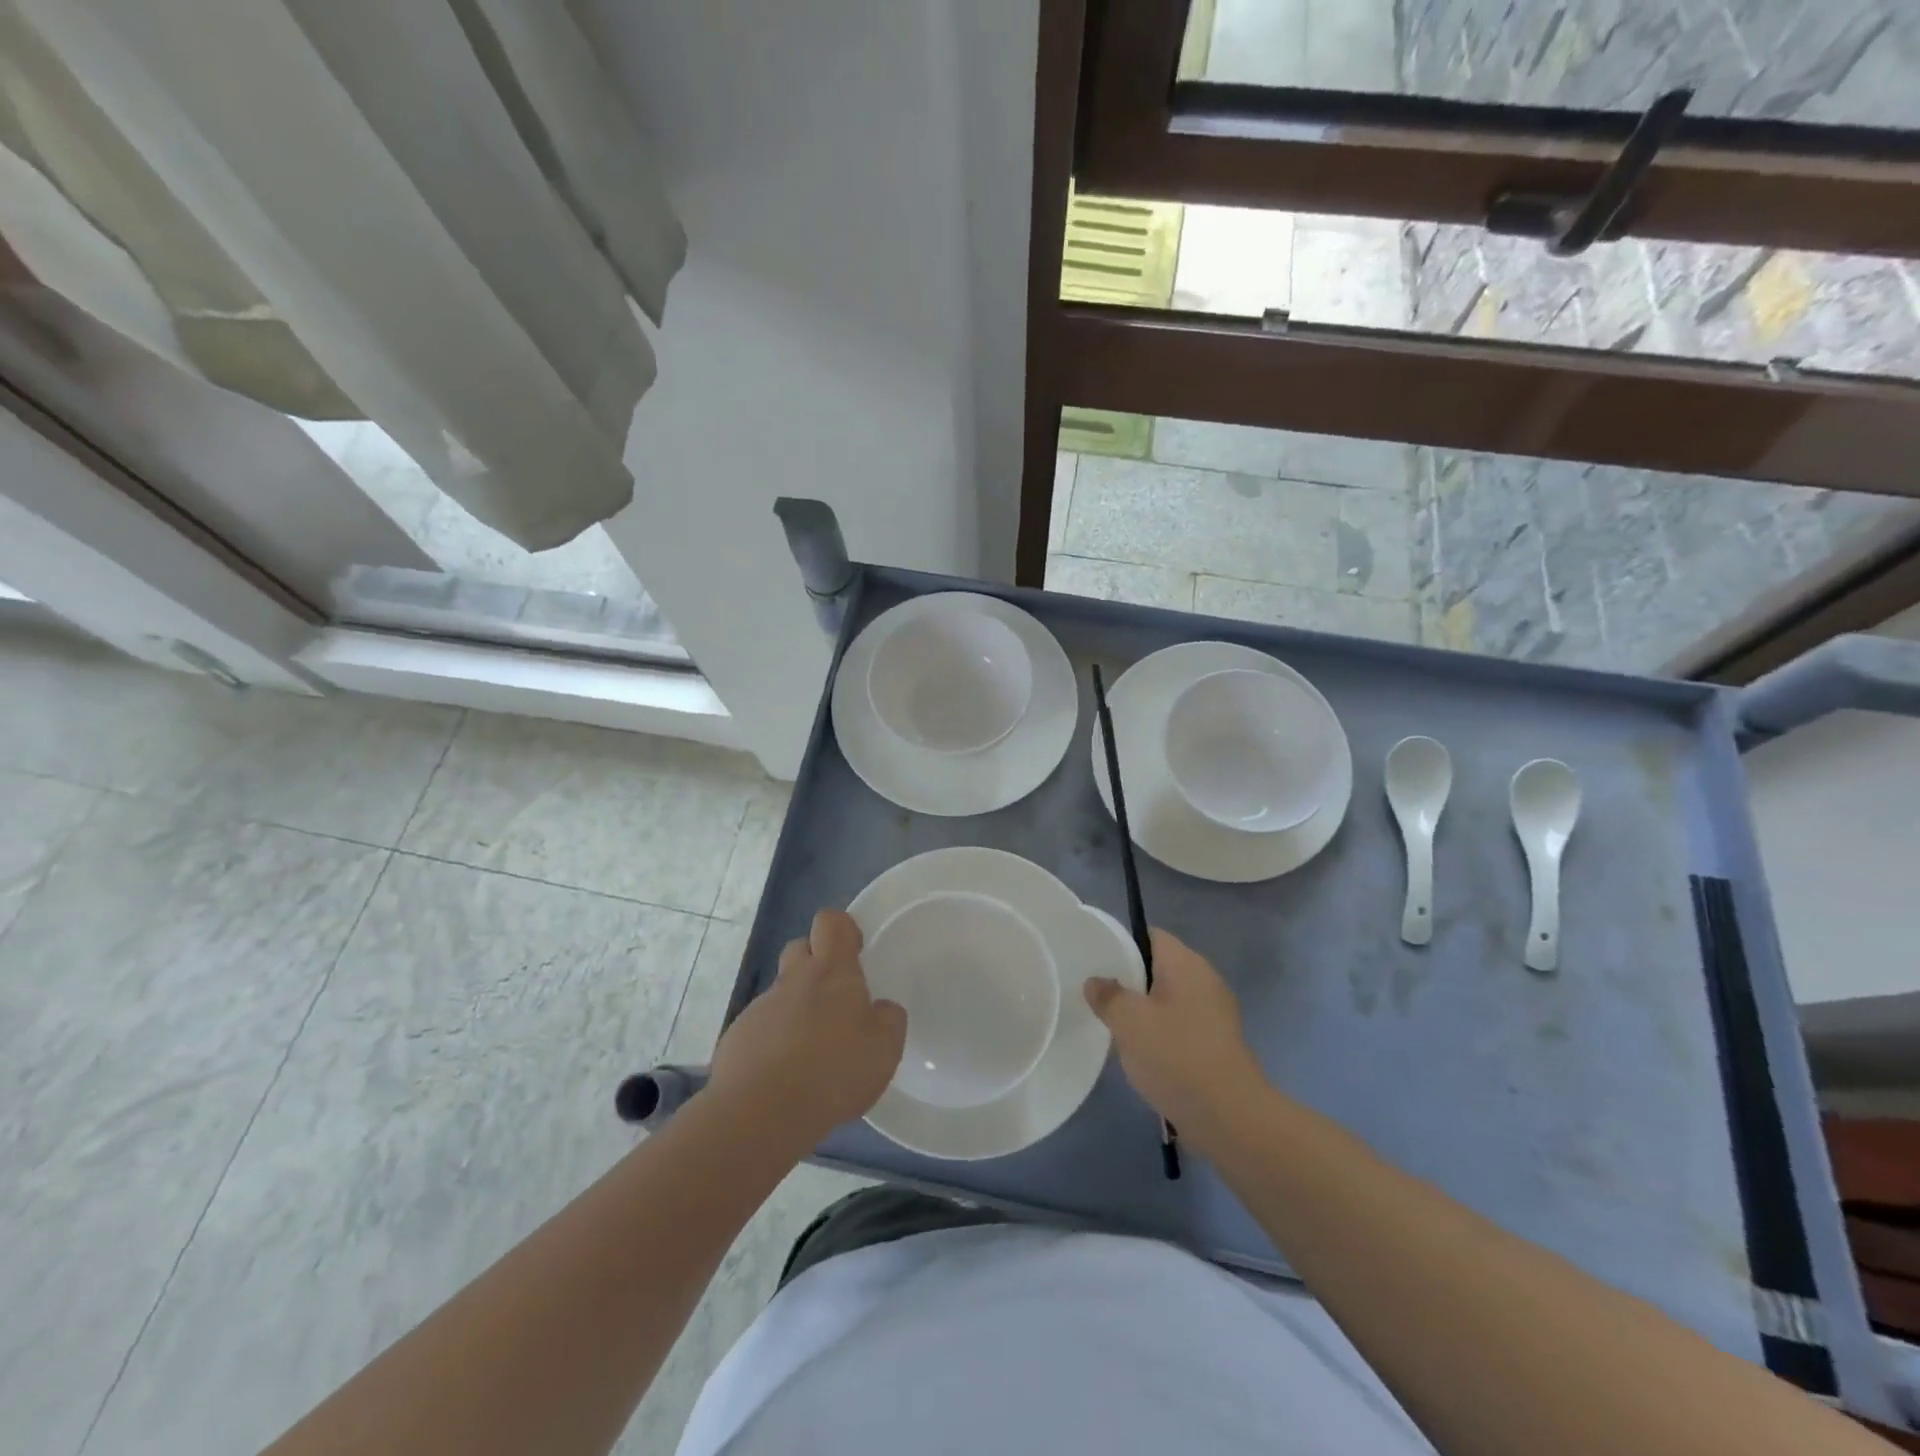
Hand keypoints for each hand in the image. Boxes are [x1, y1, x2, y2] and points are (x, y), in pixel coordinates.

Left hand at [708, 909, 905, 1147]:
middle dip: (815, 963)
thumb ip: (888, 1020)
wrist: (760, 1113)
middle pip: (800, 948)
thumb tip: (881, 1009)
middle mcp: (793, 980)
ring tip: (812, 1053)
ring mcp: (760, 1008)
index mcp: (831, 972)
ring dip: (796, 1010)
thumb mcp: (884, 1049)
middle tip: (835, 1000)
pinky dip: (774, 1043)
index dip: (842, 929)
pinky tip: (785, 1078)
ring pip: (781, 993)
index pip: (831, 922)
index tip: (855, 951)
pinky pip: (761, 1028)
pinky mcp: (737, 1039)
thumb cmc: (832, 1071)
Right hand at [1084, 929, 1266, 1135]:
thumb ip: (1107, 995)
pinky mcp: (1218, 1044)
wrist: (1229, 1117)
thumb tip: (1096, 982)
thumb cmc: (1175, 1055)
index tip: (1097, 962)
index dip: (1122, 944)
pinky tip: (1143, 1055)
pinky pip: (1181, 1026)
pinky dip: (1162, 1035)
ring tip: (1115, 1027)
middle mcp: (1205, 980)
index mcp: (1186, 963)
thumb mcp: (1128, 1020)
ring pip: (1169, 1000)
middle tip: (1099, 996)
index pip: (1150, 936)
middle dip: (1130, 981)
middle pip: (1160, 968)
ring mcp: (1216, 1014)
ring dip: (1145, 1011)